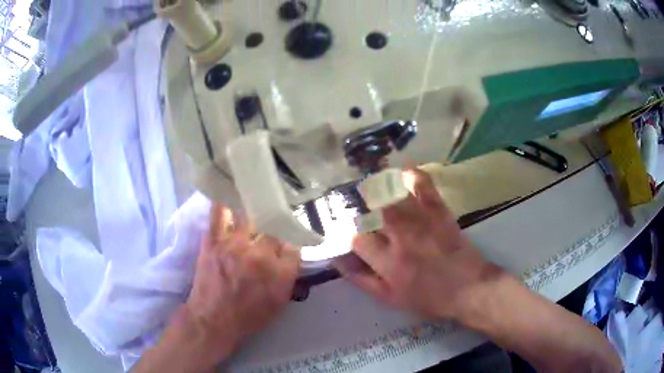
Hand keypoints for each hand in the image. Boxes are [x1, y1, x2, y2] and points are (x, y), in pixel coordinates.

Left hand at [183, 204, 299, 363]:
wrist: (213, 318)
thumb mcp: (280, 302)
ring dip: (255, 206)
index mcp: (281, 272)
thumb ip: (289, 274)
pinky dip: (224, 200)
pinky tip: (228, 189)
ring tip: (256, 193)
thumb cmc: (249, 316)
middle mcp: (261, 255)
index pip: (294, 243)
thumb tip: (291, 250)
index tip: (288, 234)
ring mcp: (235, 244)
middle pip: (274, 225)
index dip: (291, 237)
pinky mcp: (214, 240)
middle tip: (273, 213)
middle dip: (275, 220)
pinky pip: (220, 213)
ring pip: (250, 214)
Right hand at [335, 169, 497, 320]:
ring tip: (372, 186)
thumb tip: (339, 261)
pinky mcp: (439, 212)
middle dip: (361, 206)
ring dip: (379, 188)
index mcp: (388, 262)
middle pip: (373, 211)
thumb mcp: (389, 298)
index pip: (357, 239)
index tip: (352, 236)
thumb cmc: (428, 298)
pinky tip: (403, 170)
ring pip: (394, 196)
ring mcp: (422, 221)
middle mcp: (402, 237)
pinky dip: (413, 174)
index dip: (351, 235)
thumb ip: (362, 279)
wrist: (468, 288)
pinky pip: (424, 186)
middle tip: (356, 205)